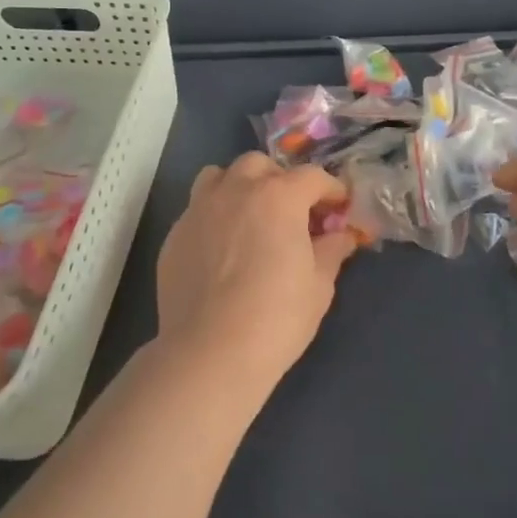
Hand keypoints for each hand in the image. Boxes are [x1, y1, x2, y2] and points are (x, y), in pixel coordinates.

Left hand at [155, 153, 357, 392]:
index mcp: (279, 197)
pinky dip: (214, 216)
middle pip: (260, 165)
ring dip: (239, 186)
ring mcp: (200, 209)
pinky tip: (221, 248)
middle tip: (291, 212)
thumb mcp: (319, 285)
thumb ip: (331, 251)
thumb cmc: (276, 317)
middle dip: (279, 180)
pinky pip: (198, 209)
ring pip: (220, 176)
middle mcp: (236, 190)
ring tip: (249, 217)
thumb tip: (341, 236)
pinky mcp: (175, 234)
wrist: (209, 352)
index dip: (331, 189)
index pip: (312, 176)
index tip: (339, 207)